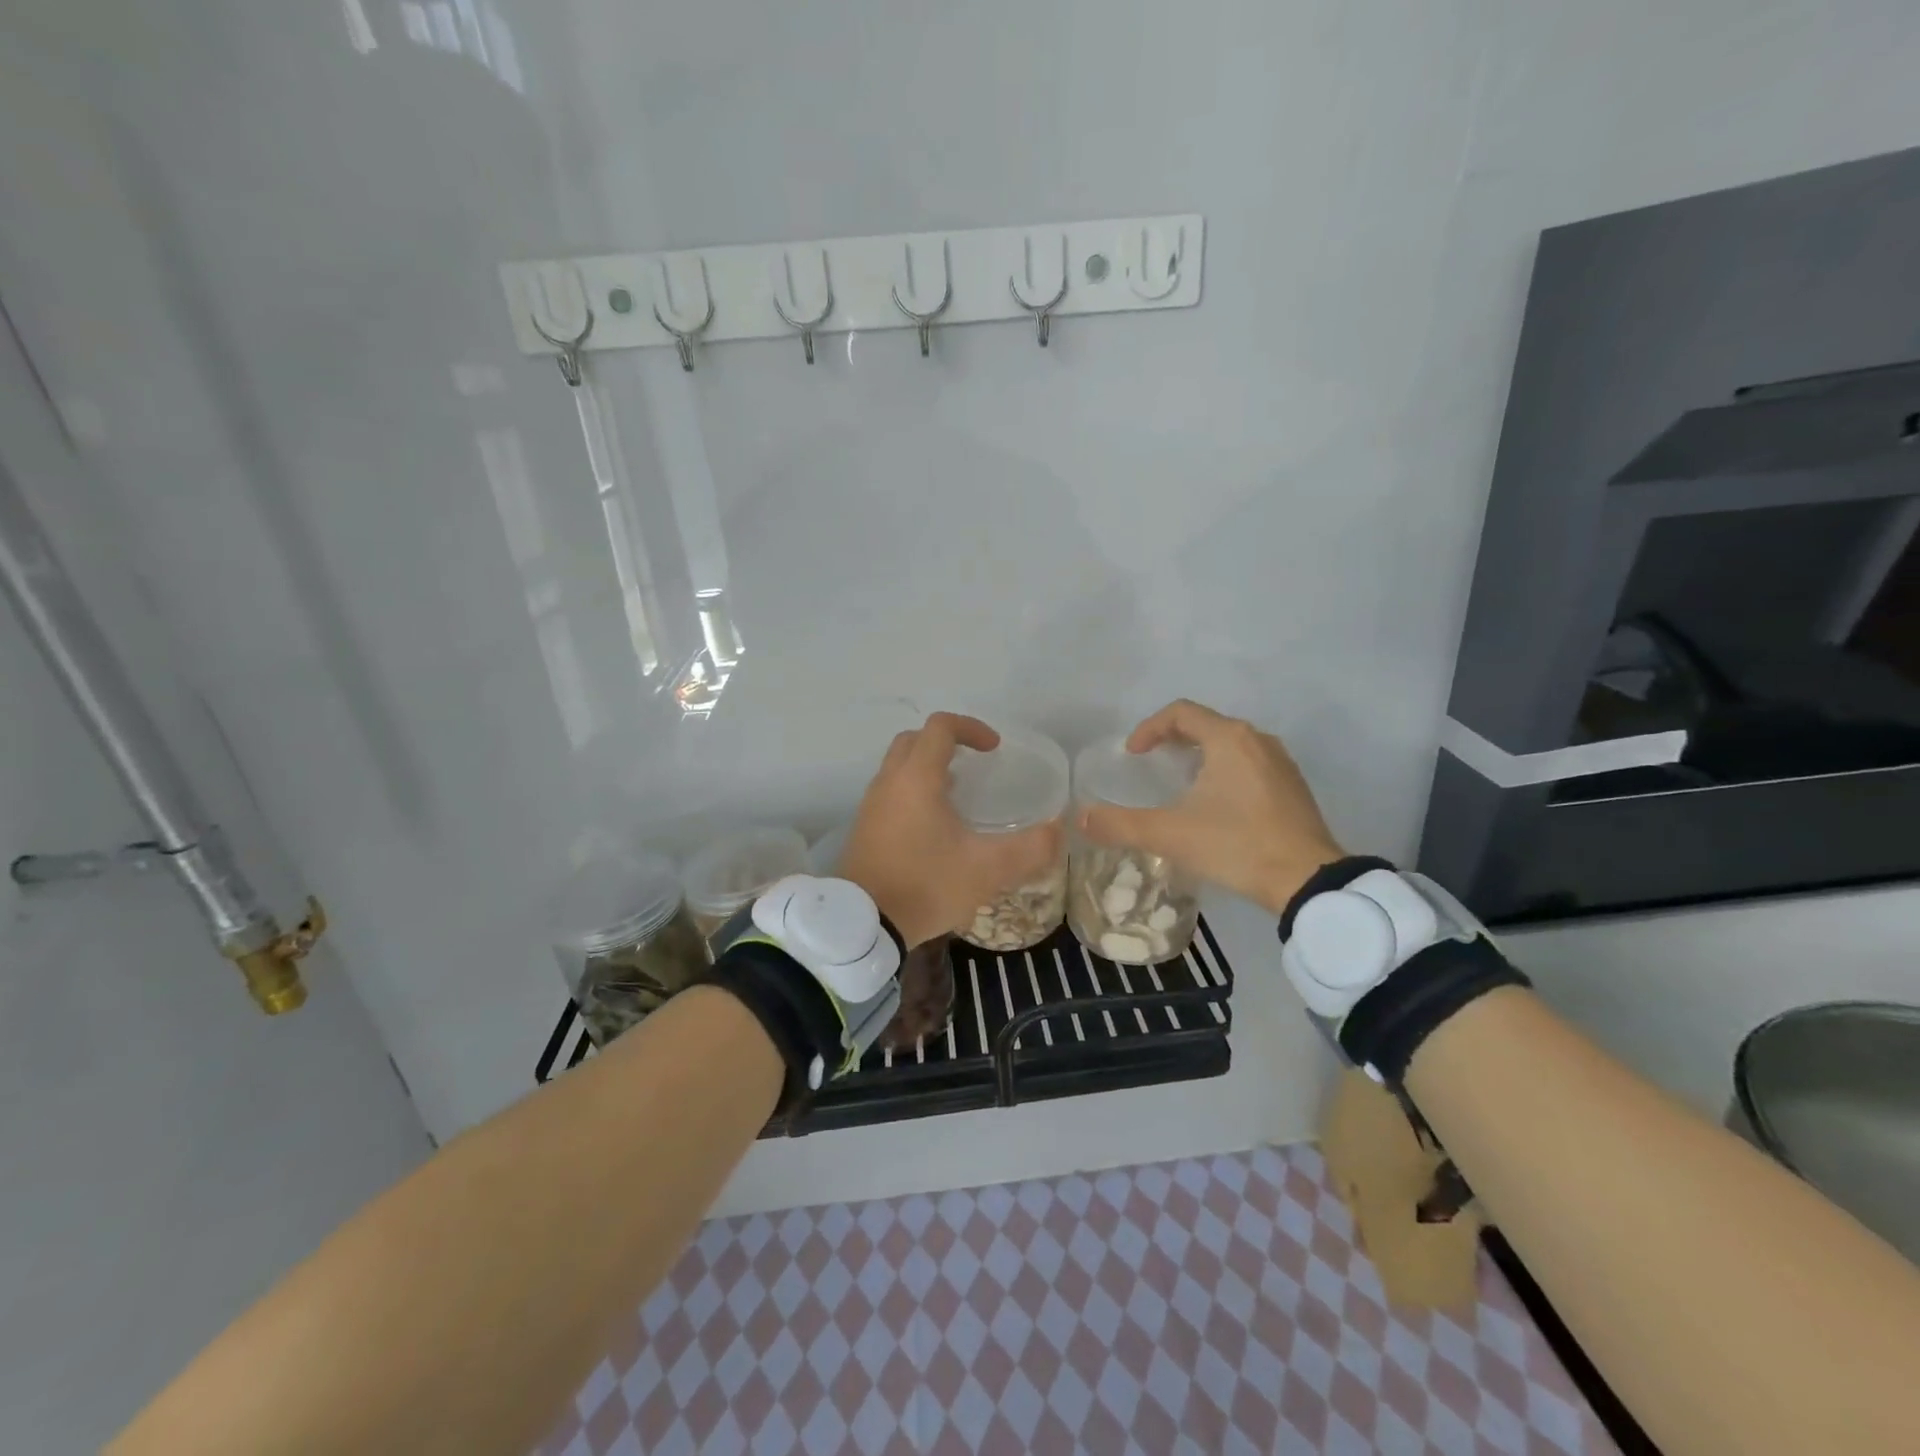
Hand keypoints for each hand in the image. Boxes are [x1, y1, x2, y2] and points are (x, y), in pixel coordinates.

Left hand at [838, 713, 1062, 947]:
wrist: (862, 924)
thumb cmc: (925, 885)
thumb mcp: (986, 870)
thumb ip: (1029, 849)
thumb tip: (1057, 830)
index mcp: (917, 778)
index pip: (941, 727)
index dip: (971, 728)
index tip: (994, 749)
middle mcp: (889, 781)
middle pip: (915, 739)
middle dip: (946, 742)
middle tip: (975, 764)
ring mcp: (872, 804)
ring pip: (899, 766)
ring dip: (928, 767)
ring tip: (959, 794)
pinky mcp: (864, 827)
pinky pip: (891, 791)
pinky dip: (914, 790)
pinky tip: (935, 825)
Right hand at [1079, 700, 1344, 914]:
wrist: (1309, 881)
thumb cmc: (1237, 845)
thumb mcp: (1171, 835)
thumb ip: (1121, 824)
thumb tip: (1080, 818)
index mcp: (1229, 738)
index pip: (1180, 713)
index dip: (1149, 728)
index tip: (1132, 755)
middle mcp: (1257, 740)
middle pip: (1206, 725)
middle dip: (1173, 740)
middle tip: (1150, 765)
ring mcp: (1281, 763)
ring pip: (1231, 745)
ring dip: (1200, 755)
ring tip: (1180, 783)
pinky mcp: (1293, 787)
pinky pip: (1250, 764)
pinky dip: (1224, 772)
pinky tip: (1217, 806)